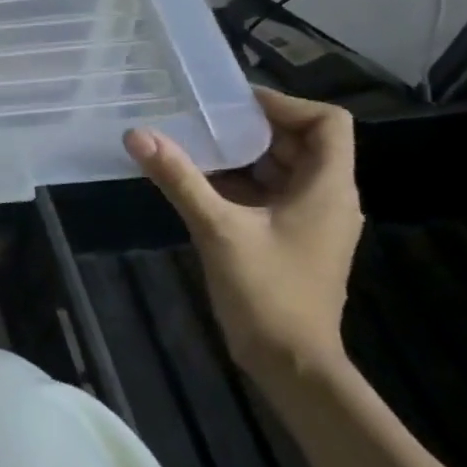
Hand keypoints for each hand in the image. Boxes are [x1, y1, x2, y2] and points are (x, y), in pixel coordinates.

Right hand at [123, 87, 361, 379]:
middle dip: (252, 128)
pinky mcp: (292, 239)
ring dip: (242, 155)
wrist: (290, 362)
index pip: (326, 122)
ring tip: (193, 145)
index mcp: (327, 188)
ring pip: (282, 169)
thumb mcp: (217, 229)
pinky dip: (240, 183)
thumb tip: (138, 135)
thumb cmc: (266, 292)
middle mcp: (328, 198)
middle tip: (201, 119)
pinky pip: (270, 195)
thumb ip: (180, 178)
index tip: (232, 104)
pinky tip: (199, 184)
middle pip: (301, 142)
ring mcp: (311, 221)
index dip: (284, 104)